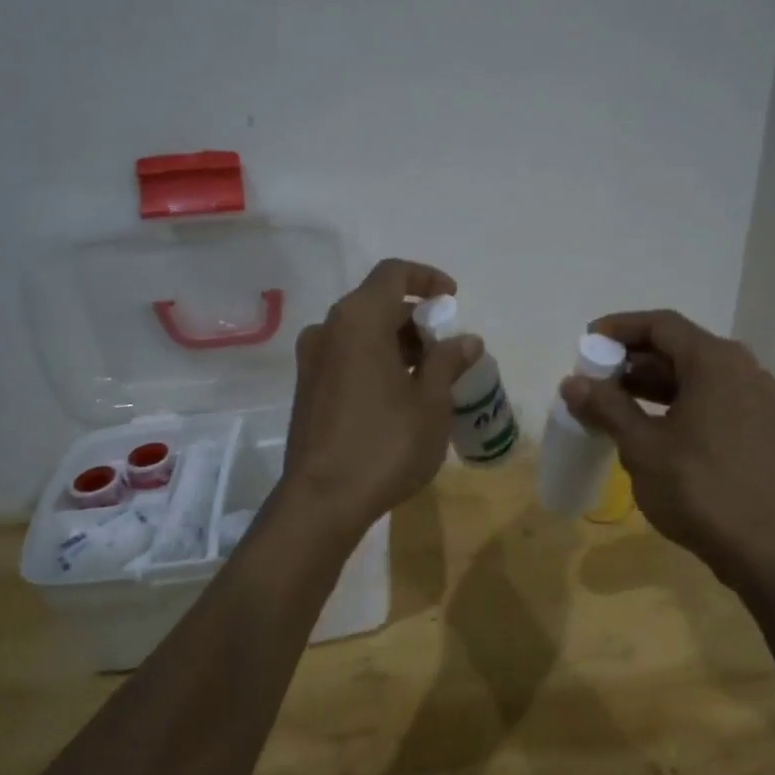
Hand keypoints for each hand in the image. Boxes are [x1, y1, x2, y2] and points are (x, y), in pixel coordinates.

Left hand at [280, 259, 479, 536]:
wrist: (322, 501)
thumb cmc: (385, 445)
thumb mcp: (430, 403)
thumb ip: (448, 362)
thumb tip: (467, 340)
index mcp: (359, 320)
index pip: (394, 273)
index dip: (427, 278)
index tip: (453, 299)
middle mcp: (329, 329)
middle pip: (377, 303)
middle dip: (416, 319)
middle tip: (447, 351)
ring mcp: (312, 360)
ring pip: (361, 332)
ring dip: (397, 343)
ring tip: (429, 377)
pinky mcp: (307, 388)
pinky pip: (347, 356)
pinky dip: (375, 360)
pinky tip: (399, 395)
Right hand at [560, 309, 774, 583]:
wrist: (765, 550)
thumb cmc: (699, 489)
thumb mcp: (642, 446)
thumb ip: (606, 407)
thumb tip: (571, 383)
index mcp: (716, 362)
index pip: (661, 325)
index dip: (619, 328)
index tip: (586, 342)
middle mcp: (741, 370)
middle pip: (678, 347)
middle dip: (632, 359)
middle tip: (594, 377)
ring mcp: (754, 399)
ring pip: (694, 375)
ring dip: (651, 383)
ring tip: (611, 402)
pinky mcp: (757, 427)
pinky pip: (710, 397)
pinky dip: (675, 402)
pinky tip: (647, 425)